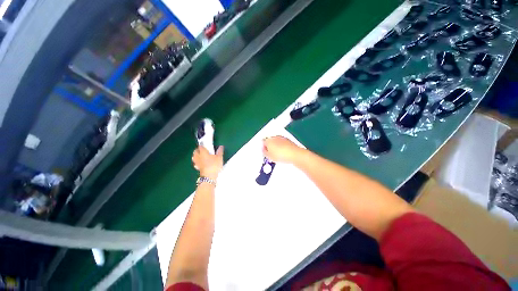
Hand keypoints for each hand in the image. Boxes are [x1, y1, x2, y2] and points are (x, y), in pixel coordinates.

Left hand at [192, 145, 223, 179]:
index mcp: (203, 152)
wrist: (209, 176)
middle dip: (198, 150)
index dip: (202, 145)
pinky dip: (197, 162)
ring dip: (196, 156)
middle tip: (202, 150)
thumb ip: (220, 151)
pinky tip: (200, 163)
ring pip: (194, 157)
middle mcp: (198, 156)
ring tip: (201, 156)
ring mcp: (197, 163)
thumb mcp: (219, 157)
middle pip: (195, 151)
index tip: (205, 145)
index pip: (200, 146)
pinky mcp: (197, 168)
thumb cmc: (214, 165)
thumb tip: (221, 146)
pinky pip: (196, 163)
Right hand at [262, 136, 302, 162]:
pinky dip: (282, 147)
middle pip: (270, 140)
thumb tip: (264, 151)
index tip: (264, 152)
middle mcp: (275, 137)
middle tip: (270, 153)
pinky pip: (282, 143)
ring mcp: (282, 138)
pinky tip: (283, 153)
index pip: (263, 142)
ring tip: (277, 154)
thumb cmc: (281, 155)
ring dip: (276, 146)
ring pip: (276, 141)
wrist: (294, 154)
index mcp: (268, 140)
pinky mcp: (288, 140)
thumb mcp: (269, 157)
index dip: (263, 147)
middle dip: (270, 146)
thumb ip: (265, 152)